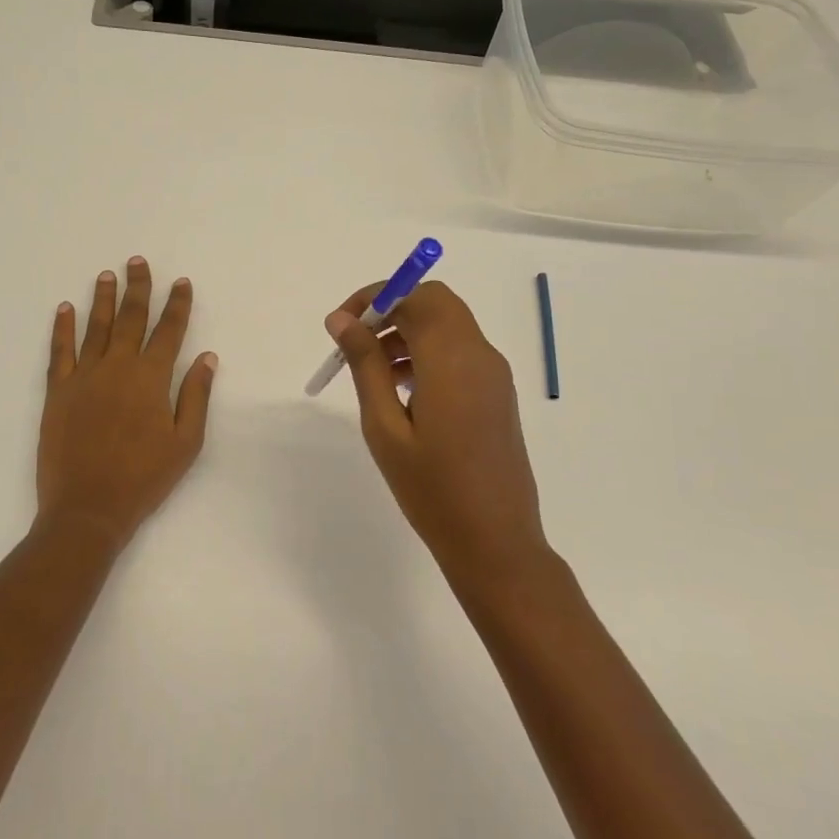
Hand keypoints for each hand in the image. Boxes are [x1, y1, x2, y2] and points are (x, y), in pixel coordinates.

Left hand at [37, 257, 217, 549]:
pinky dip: (62, 328)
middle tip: (137, 262)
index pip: (168, 331)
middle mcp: (117, 367)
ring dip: (102, 299)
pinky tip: (65, 309)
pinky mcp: (57, 391)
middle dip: (137, 288)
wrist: (88, 507)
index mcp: (151, 378)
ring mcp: (84, 376)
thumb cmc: (144, 478)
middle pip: (130, 318)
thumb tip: (207, 357)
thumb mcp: (185, 443)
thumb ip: (195, 396)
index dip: (177, 305)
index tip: (181, 282)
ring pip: (95, 327)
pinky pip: (59, 351)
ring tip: (107, 275)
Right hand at [325, 281, 545, 570]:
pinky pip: (459, 351)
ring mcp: (494, 374)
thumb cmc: (432, 489)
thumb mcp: (384, 426)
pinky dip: (427, 351)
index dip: (375, 297)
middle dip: (391, 310)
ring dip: (408, 331)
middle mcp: (480, 355)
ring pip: (448, 325)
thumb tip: (342, 319)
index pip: (416, 296)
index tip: (341, 325)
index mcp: (453, 359)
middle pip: (436, 303)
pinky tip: (400, 389)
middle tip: (355, 342)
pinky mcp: (497, 393)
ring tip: (371, 372)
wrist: (495, 542)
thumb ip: (365, 365)